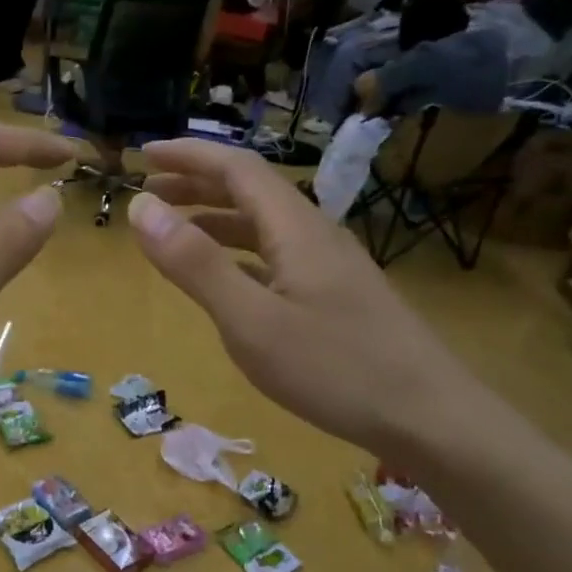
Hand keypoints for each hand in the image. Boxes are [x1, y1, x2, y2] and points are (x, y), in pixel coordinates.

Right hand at [124, 139, 480, 458]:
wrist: (429, 417)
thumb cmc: (334, 368)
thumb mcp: (250, 320)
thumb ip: (195, 264)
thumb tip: (142, 207)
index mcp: (295, 229)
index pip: (237, 169)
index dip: (189, 156)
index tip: (145, 154)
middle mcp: (314, 235)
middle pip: (251, 192)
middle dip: (197, 183)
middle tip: (150, 190)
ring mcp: (329, 267)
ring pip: (264, 226)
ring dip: (216, 219)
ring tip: (175, 230)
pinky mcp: (335, 297)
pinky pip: (275, 258)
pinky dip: (238, 254)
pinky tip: (225, 278)